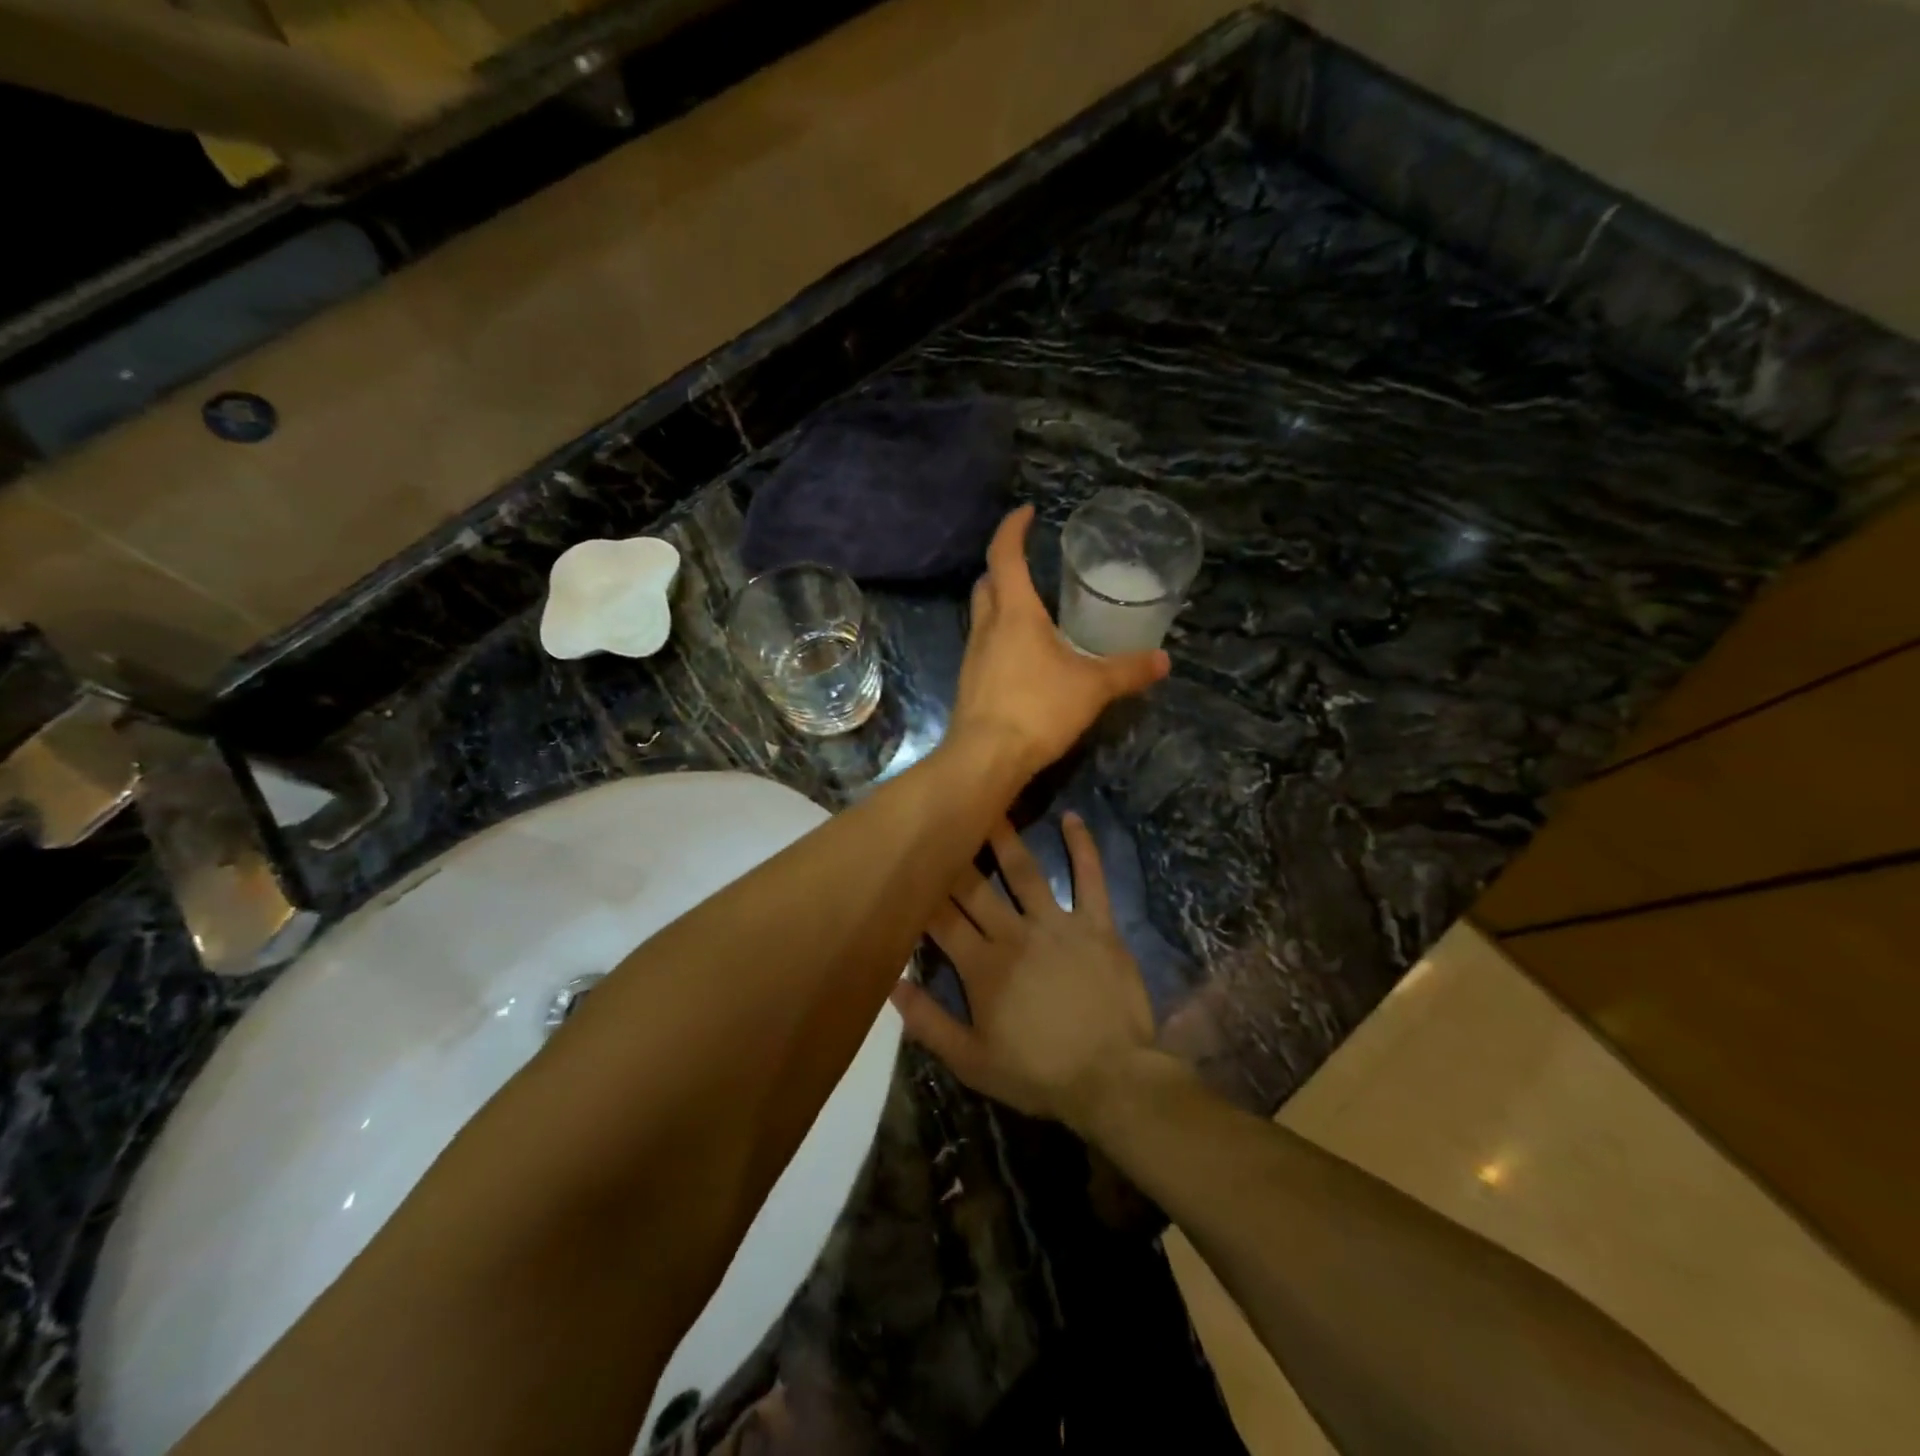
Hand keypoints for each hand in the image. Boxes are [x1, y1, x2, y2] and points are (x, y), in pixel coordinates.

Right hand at [890, 815, 1156, 1132]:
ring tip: (989, 805)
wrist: (1112, 1079)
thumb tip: (890, 983)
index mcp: (982, 966)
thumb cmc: (1039, 1073)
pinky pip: (1090, 877)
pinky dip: (1082, 846)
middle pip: (976, 887)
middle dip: (954, 855)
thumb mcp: (972, 1062)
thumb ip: (928, 1022)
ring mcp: (1058, 924)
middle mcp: (1015, 933)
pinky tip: (1072, 817)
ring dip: (1005, 837)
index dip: (922, 892)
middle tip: (939, 820)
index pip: (942, 919)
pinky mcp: (1097, 924)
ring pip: (1025, 871)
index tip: (906, 863)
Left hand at [948, 507, 1168, 777]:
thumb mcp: (1092, 688)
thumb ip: (1127, 671)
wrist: (985, 758)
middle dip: (1004, 566)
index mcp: (1014, 613)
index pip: (1005, 555)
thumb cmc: (1037, 709)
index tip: (1027, 512)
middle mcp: (987, 627)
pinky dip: (1001, 637)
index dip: (1013, 529)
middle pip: (987, 583)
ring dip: (1001, 603)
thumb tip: (1163, 660)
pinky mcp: (971, 683)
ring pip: (982, 615)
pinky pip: (984, 646)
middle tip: (1030, 565)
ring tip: (1034, 611)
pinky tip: (1024, 657)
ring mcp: (973, 656)